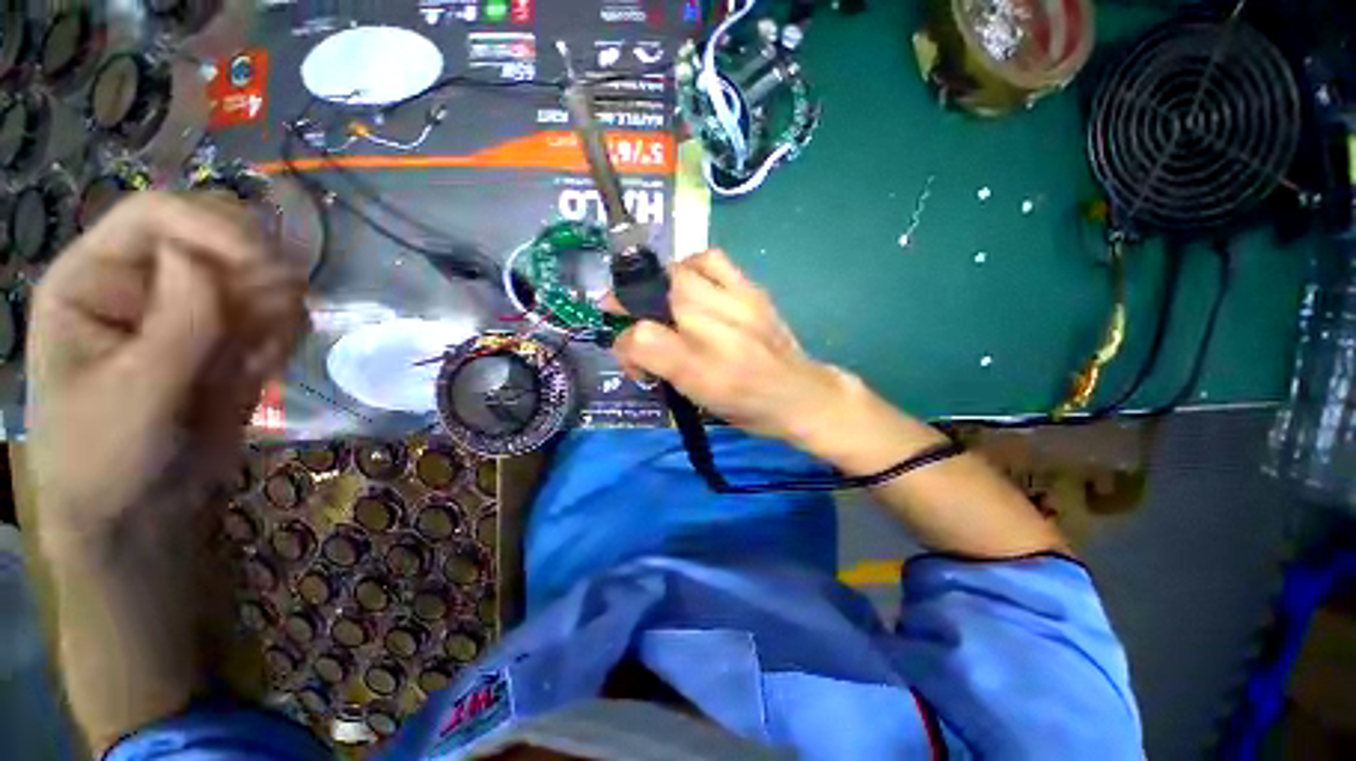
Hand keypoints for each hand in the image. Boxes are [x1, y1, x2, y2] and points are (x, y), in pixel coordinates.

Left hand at [27, 193, 307, 553]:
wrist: (141, 512)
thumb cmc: (108, 459)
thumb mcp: (134, 397)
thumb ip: (172, 326)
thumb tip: (202, 258)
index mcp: (94, 278)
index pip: (156, 215)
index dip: (214, 229)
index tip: (267, 268)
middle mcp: (144, 279)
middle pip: (216, 231)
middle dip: (256, 267)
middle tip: (278, 313)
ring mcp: (191, 307)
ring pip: (258, 273)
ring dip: (275, 310)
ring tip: (258, 359)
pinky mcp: (229, 336)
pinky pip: (276, 313)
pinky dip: (283, 336)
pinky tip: (261, 370)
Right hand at [613, 250, 856, 445]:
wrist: (799, 394)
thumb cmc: (745, 405)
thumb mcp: (696, 398)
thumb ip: (659, 368)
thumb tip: (632, 344)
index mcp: (701, 368)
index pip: (641, 340)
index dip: (624, 345)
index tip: (629, 355)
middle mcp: (717, 331)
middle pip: (657, 297)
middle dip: (634, 303)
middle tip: (634, 316)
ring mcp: (737, 303)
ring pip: (681, 272)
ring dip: (662, 283)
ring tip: (665, 299)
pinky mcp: (752, 289)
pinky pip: (713, 259)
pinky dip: (693, 265)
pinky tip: (693, 281)